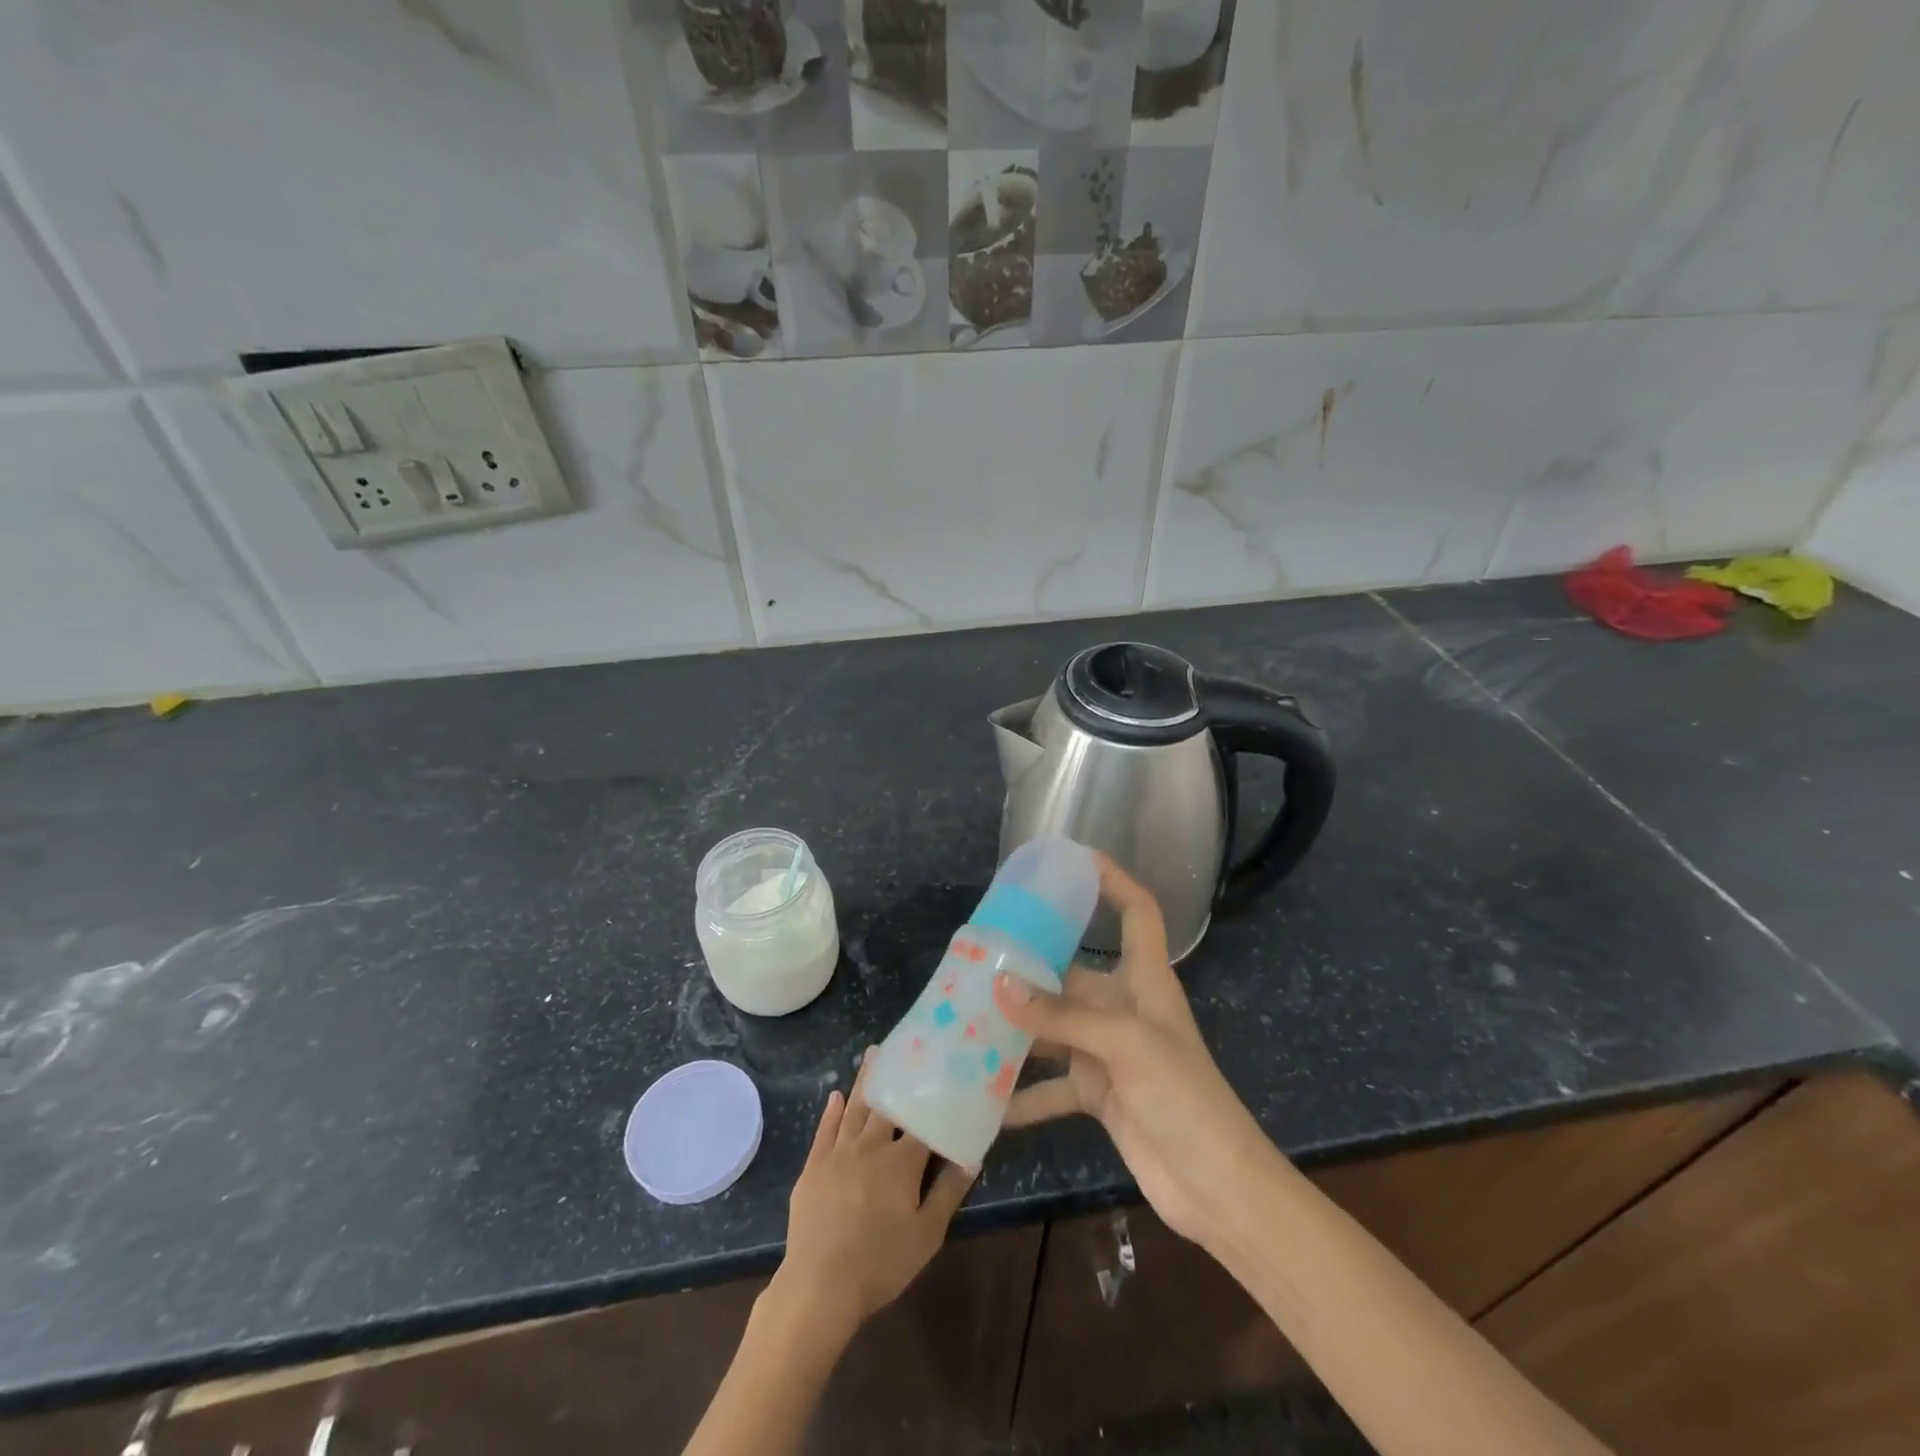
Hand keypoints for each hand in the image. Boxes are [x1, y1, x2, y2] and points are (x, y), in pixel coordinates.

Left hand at [774, 1053, 973, 1340]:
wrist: (819, 1286)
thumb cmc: (881, 1263)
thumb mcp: (927, 1234)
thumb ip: (949, 1192)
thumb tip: (972, 1157)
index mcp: (902, 1160)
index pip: (923, 1123)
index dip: (934, 1100)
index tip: (943, 1074)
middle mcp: (871, 1145)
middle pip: (887, 1105)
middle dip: (896, 1075)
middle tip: (902, 1045)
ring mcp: (839, 1153)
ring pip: (856, 1108)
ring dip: (865, 1080)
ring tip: (872, 1054)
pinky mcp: (814, 1166)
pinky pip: (825, 1130)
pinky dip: (832, 1112)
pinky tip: (836, 1096)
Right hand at [994, 855, 1277, 1248]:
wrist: (1217, 1188)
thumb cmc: (1184, 1097)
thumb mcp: (1124, 1046)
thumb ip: (1060, 1016)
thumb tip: (999, 984)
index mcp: (1145, 980)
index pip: (1137, 913)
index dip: (1114, 881)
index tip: (1075, 860)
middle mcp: (1124, 1009)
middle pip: (1073, 973)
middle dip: (1030, 966)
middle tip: (979, 956)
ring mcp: (1109, 1053)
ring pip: (1054, 1028)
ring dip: (1017, 1029)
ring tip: (966, 1019)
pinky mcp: (1098, 1094)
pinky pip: (1051, 1087)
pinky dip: (1022, 1095)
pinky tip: (985, 1102)